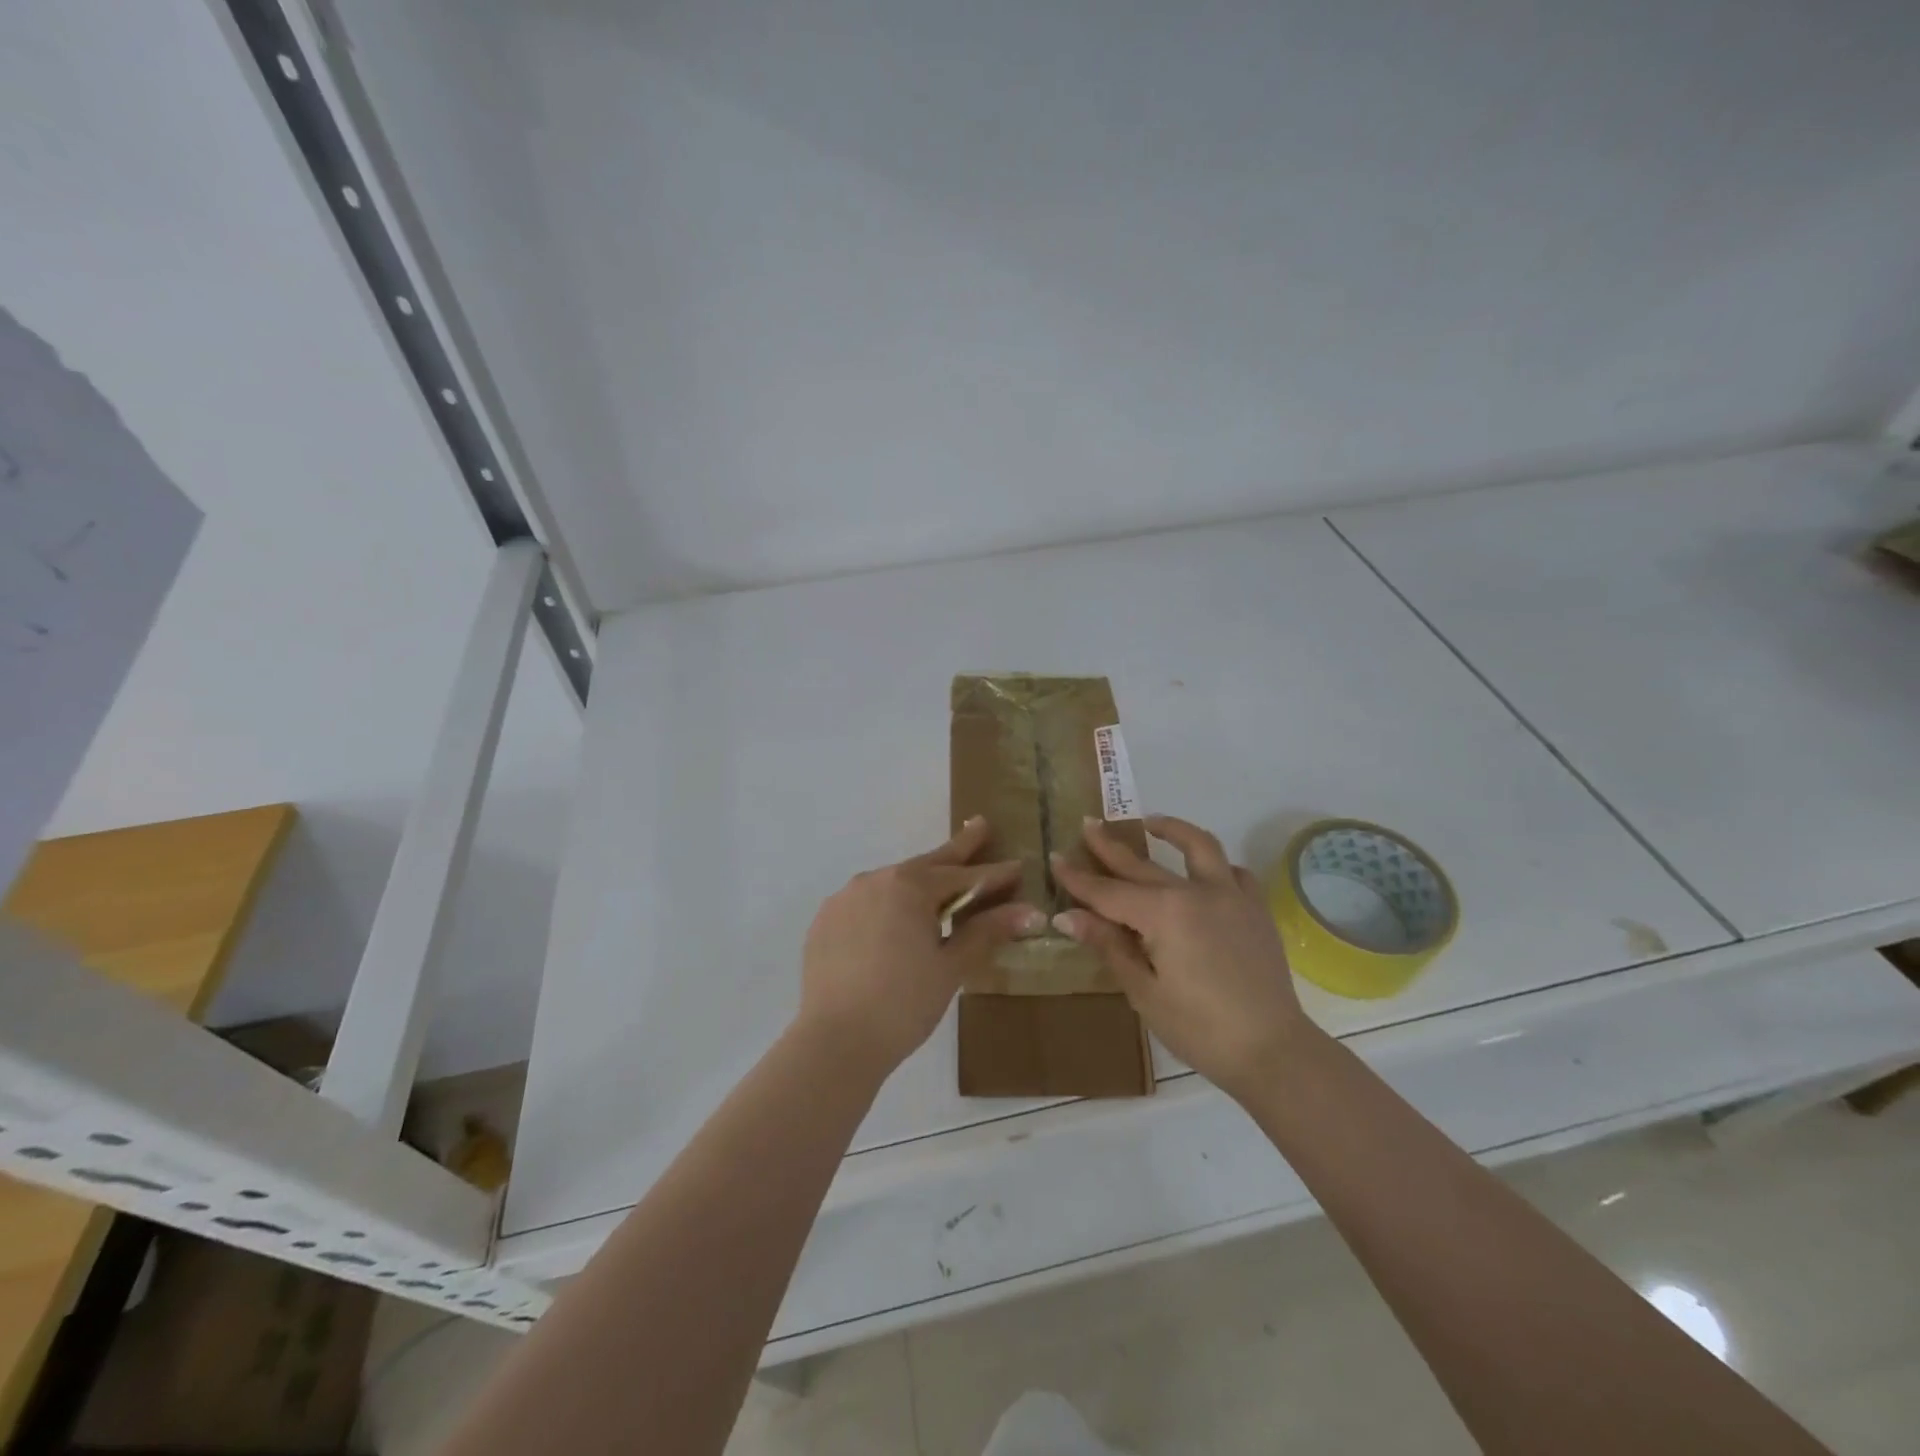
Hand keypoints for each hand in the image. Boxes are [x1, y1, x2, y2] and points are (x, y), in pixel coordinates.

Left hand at [799, 817, 1044, 1076]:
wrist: (835, 1041)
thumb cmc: (903, 1003)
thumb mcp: (951, 967)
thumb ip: (987, 932)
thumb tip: (1030, 912)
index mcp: (909, 886)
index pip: (963, 875)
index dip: (993, 873)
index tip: (1017, 865)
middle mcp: (875, 880)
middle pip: (926, 865)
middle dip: (957, 849)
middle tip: (980, 827)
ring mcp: (844, 898)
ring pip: (892, 883)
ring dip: (918, 884)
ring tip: (938, 889)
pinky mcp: (825, 921)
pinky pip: (865, 903)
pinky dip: (886, 906)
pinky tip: (893, 924)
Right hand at [1051, 815, 1314, 1099]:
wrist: (1273, 1051)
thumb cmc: (1200, 1029)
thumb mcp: (1144, 991)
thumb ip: (1109, 945)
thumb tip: (1067, 916)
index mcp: (1163, 913)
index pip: (1108, 891)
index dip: (1078, 878)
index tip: (1054, 858)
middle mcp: (1195, 892)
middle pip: (1142, 865)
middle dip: (1110, 846)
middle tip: (1088, 824)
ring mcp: (1231, 896)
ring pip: (1199, 848)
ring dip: (1173, 831)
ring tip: (1153, 823)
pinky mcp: (1255, 910)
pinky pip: (1234, 873)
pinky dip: (1216, 865)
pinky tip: (1205, 871)